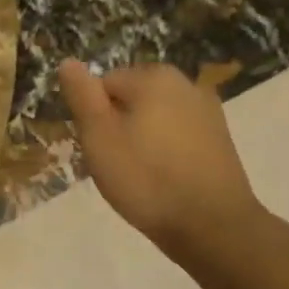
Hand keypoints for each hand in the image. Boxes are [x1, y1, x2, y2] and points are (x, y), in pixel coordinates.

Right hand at [59, 60, 263, 257]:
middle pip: (131, 100)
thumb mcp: (99, 137)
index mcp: (153, 77)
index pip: (104, 86)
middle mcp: (184, 83)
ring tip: (142, 178)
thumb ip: (82, 96)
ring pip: (156, 120)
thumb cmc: (147, 179)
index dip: (95, 119)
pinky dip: (167, 153)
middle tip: (117, 166)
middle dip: (120, 127)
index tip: (100, 150)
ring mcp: (207, 111)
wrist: (214, 227)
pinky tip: (167, 182)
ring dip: (143, 141)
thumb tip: (68, 62)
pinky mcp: (220, 139)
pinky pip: (179, 137)